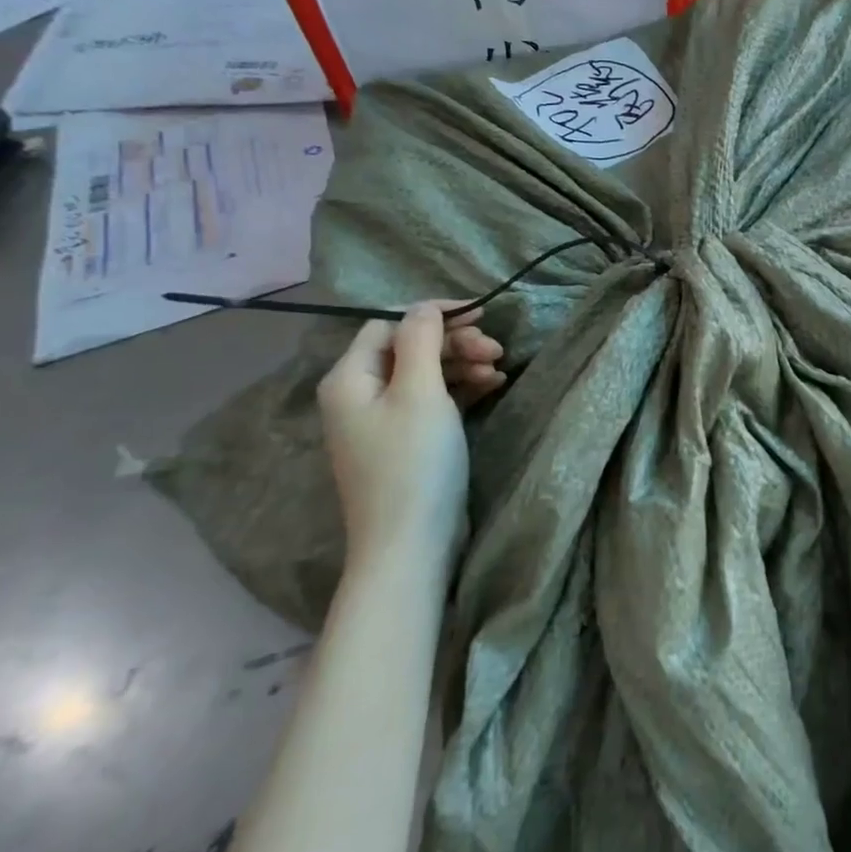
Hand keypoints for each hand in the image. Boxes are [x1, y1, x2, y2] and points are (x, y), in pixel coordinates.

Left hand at [316, 302, 503, 571]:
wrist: (410, 545)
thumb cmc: (413, 463)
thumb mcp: (420, 392)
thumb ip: (421, 340)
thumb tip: (424, 306)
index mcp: (350, 378)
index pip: (389, 325)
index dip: (433, 315)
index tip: (480, 314)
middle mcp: (359, 395)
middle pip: (409, 349)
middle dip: (454, 343)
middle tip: (496, 348)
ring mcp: (382, 422)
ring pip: (425, 374)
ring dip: (463, 365)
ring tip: (500, 369)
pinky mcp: (406, 443)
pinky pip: (433, 401)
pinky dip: (462, 389)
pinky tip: (493, 386)